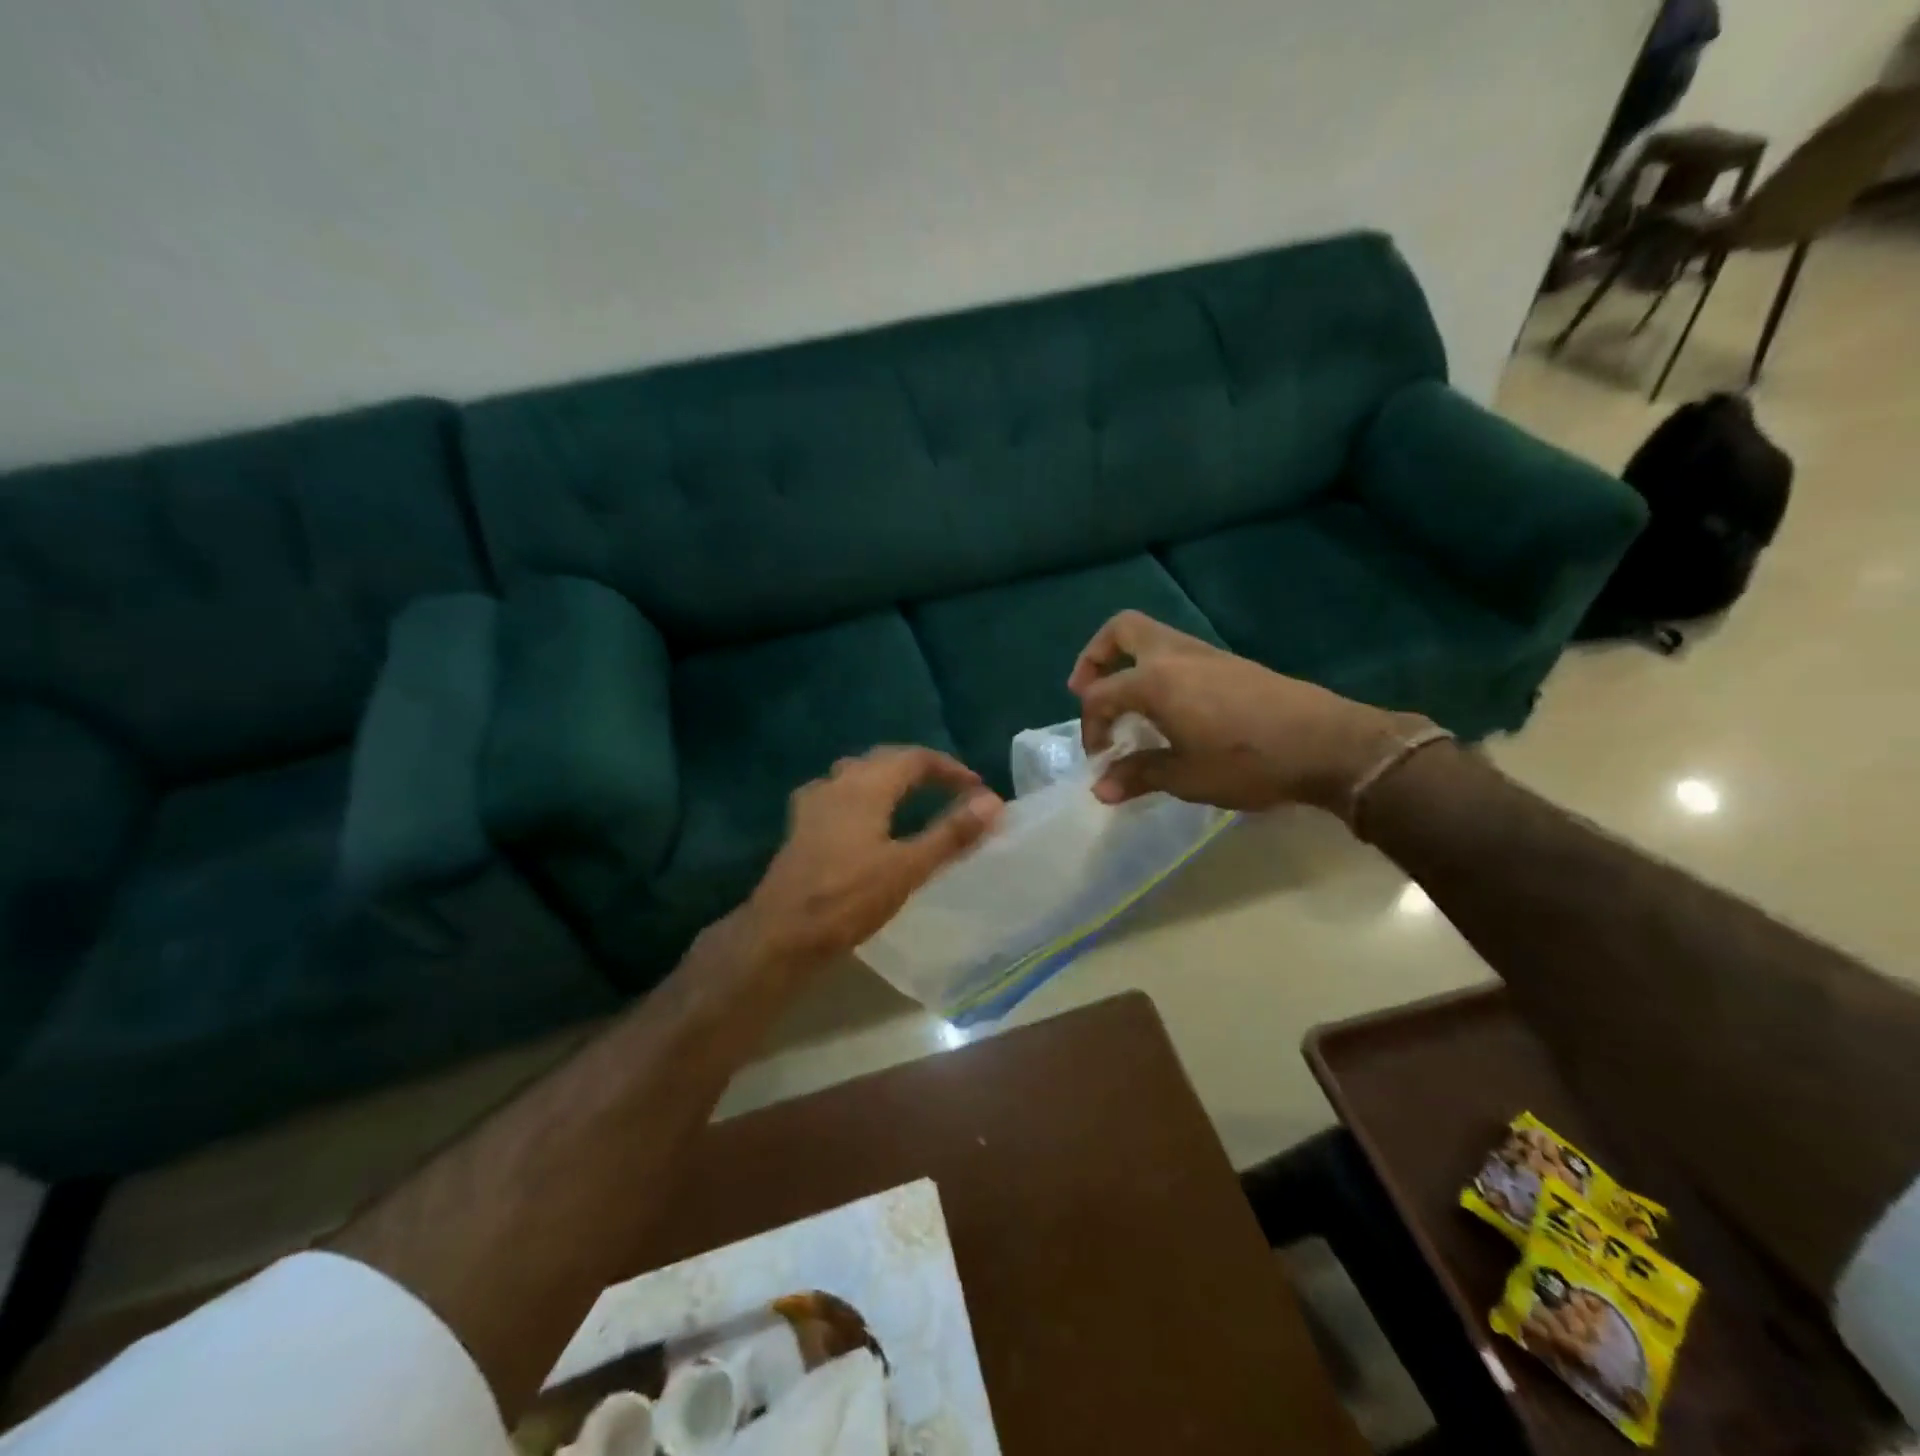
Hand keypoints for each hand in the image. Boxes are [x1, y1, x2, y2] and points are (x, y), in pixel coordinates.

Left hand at [738, 746, 1003, 969]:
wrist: (781, 933)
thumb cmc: (848, 899)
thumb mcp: (908, 868)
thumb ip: (951, 834)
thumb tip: (993, 802)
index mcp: (865, 786)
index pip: (915, 758)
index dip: (949, 768)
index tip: (975, 787)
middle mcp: (837, 783)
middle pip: (884, 759)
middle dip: (920, 768)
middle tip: (950, 787)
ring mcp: (813, 803)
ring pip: (857, 773)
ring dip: (888, 777)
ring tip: (912, 797)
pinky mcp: (800, 825)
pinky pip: (838, 793)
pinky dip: (862, 794)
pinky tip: (864, 818)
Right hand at [1066, 611, 1422, 811]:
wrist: (1328, 744)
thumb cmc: (1248, 761)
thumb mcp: (1186, 777)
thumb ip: (1138, 775)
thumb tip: (1100, 789)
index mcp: (1155, 681)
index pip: (1101, 695)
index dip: (1090, 727)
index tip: (1101, 759)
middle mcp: (1175, 656)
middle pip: (1121, 631)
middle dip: (1095, 657)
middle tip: (1087, 691)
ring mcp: (1205, 654)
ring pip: (1151, 638)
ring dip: (1128, 664)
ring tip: (1128, 707)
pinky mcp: (1228, 663)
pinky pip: (1176, 654)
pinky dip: (1157, 672)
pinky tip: (1169, 711)